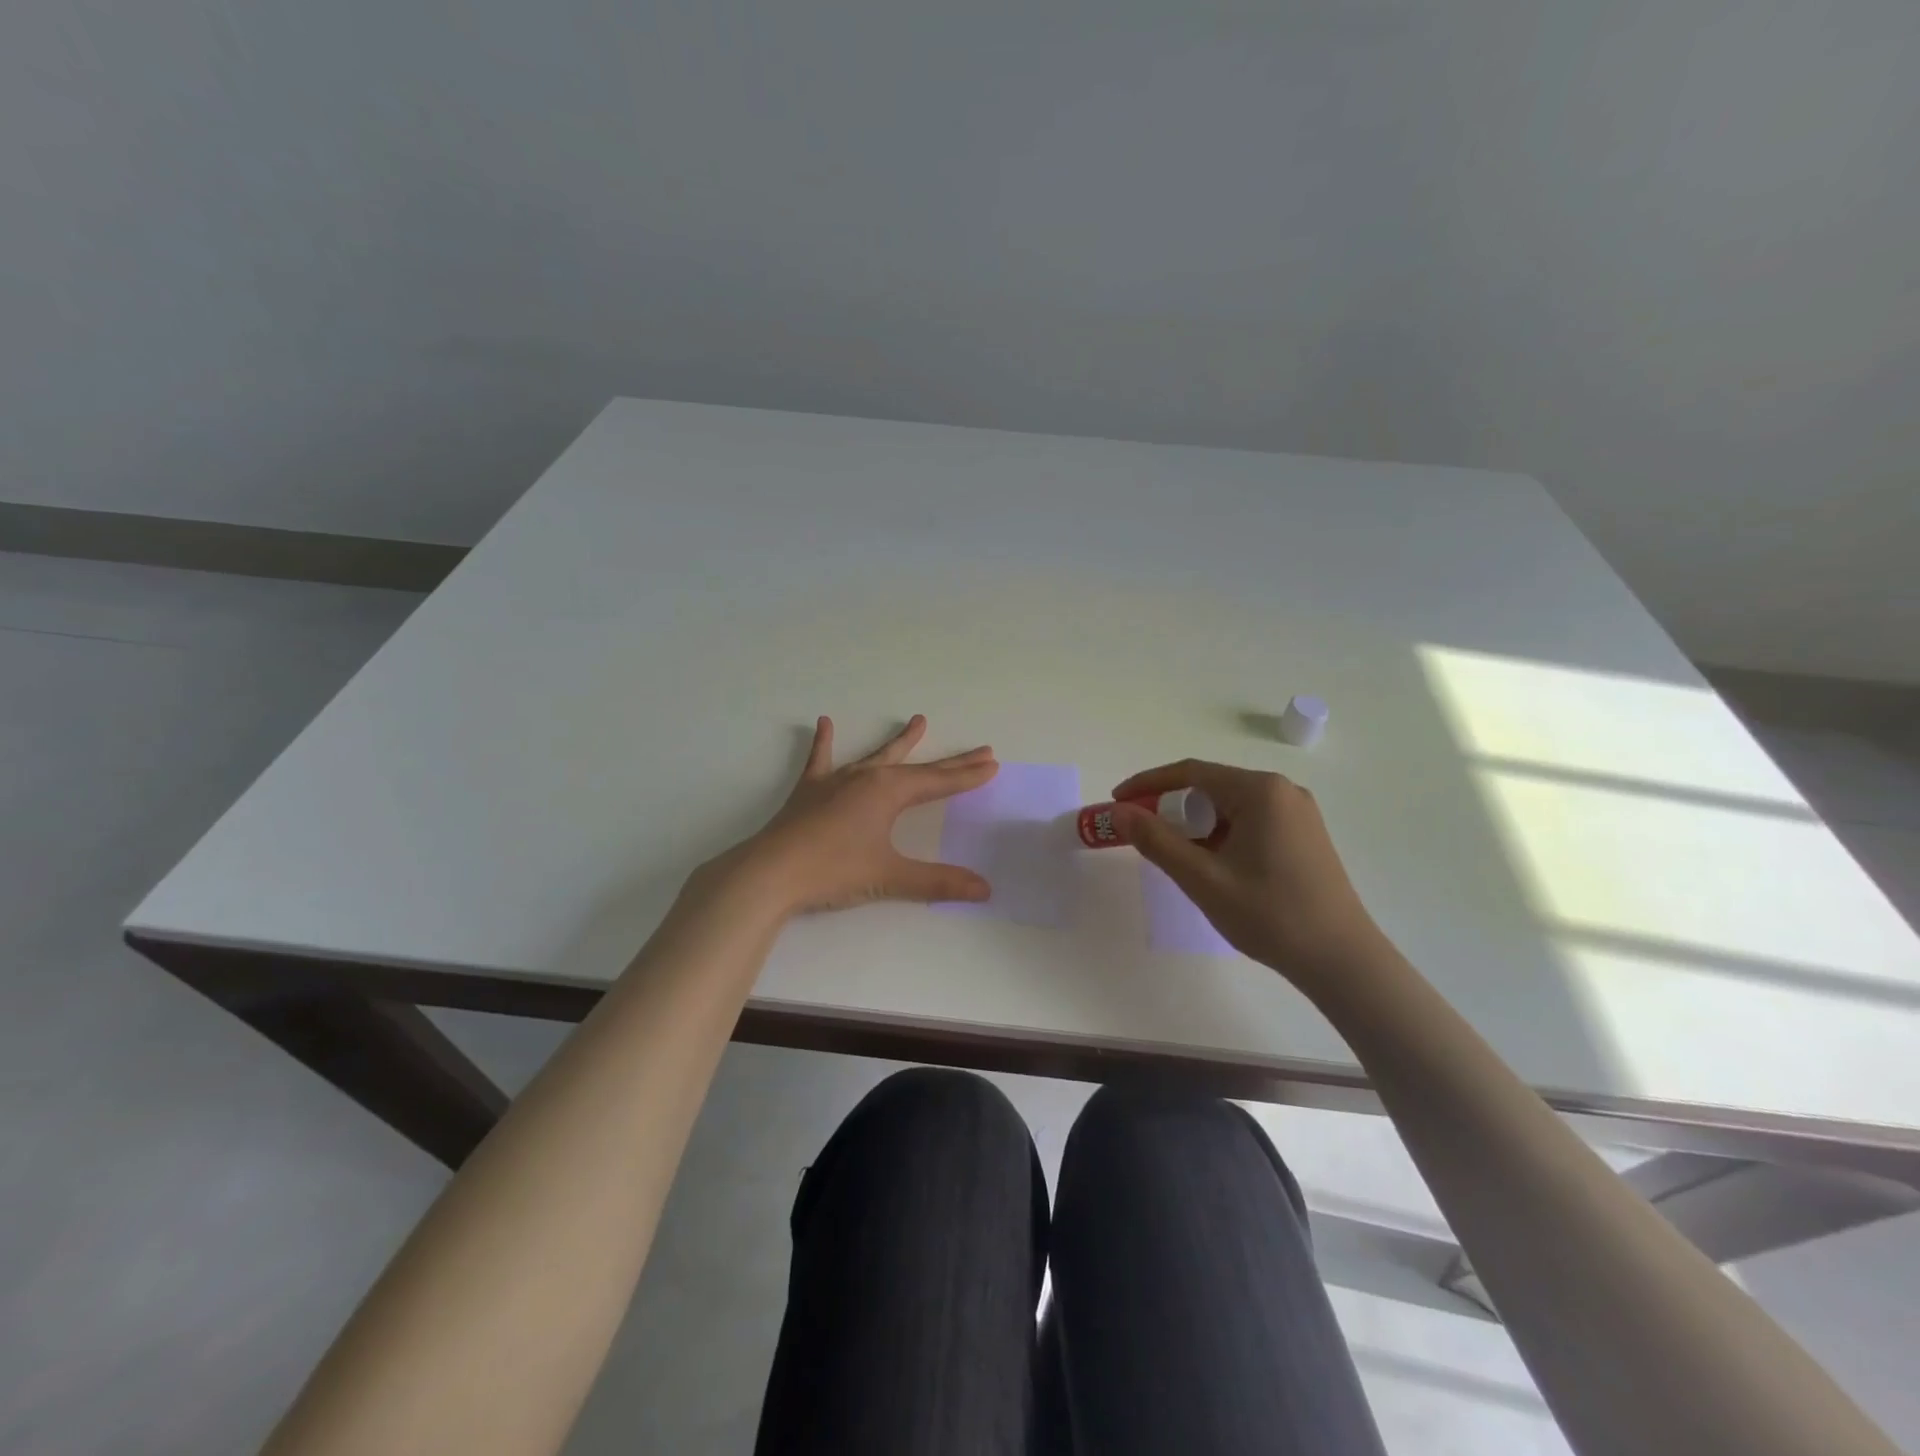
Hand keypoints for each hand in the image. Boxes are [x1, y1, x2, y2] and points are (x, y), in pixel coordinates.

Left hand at [717, 715, 997, 914]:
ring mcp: (836, 781)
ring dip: (900, 742)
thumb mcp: (890, 876)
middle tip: (979, 749)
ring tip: (918, 721)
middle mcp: (867, 778)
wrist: (771, 873)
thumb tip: (984, 889)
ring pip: (876, 756)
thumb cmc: (834, 871)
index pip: (939, 782)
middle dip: (950, 762)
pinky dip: (823, 742)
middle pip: (917, 767)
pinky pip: (820, 760)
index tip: (992, 765)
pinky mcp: (809, 791)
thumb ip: (937, 881)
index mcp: (889, 792)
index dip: (967, 776)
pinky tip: (823, 723)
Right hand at [1110, 759, 1390, 983]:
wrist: (1341, 961)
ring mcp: (1297, 813)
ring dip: (1195, 825)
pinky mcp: (1304, 835)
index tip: (1116, 801)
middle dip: (1171, 807)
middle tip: (1142, 835)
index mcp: (1261, 791)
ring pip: (1229, 807)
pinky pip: (1249, 822)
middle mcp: (1282, 791)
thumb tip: (1119, 812)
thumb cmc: (1270, 915)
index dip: (1148, 784)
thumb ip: (1156, 841)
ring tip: (1174, 856)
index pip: (1191, 773)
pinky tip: (1210, 864)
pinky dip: (1220, 835)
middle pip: (1210, 787)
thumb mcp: (1203, 878)